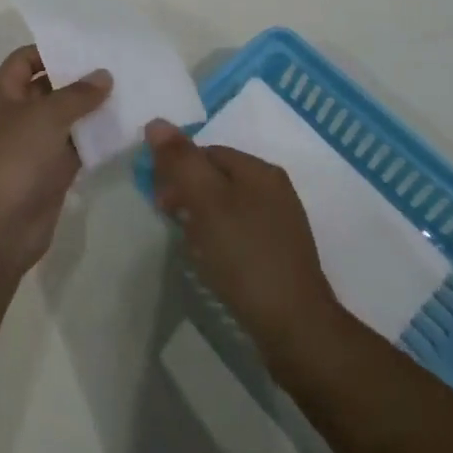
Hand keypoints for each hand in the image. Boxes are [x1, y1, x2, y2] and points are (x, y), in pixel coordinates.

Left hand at [0, 46, 112, 274]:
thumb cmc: (15, 158)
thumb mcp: (47, 116)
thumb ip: (78, 93)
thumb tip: (104, 75)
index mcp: (3, 94)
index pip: (25, 59)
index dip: (52, 50)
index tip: (86, 47)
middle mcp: (16, 115)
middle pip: (48, 87)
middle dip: (78, 79)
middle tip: (115, 67)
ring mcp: (33, 145)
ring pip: (64, 118)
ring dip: (89, 109)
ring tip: (126, 93)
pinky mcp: (50, 171)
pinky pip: (74, 146)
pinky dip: (93, 138)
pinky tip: (121, 128)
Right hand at [144, 120, 340, 363]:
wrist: (296, 330)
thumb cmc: (246, 257)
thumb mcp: (206, 203)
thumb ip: (181, 161)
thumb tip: (156, 123)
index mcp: (260, 170)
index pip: (208, 152)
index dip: (178, 168)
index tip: (158, 199)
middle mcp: (275, 190)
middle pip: (219, 178)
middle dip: (189, 193)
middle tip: (168, 220)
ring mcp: (281, 225)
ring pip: (229, 207)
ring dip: (202, 218)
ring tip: (188, 245)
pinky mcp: (281, 257)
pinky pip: (241, 234)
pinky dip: (220, 241)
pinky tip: (213, 263)